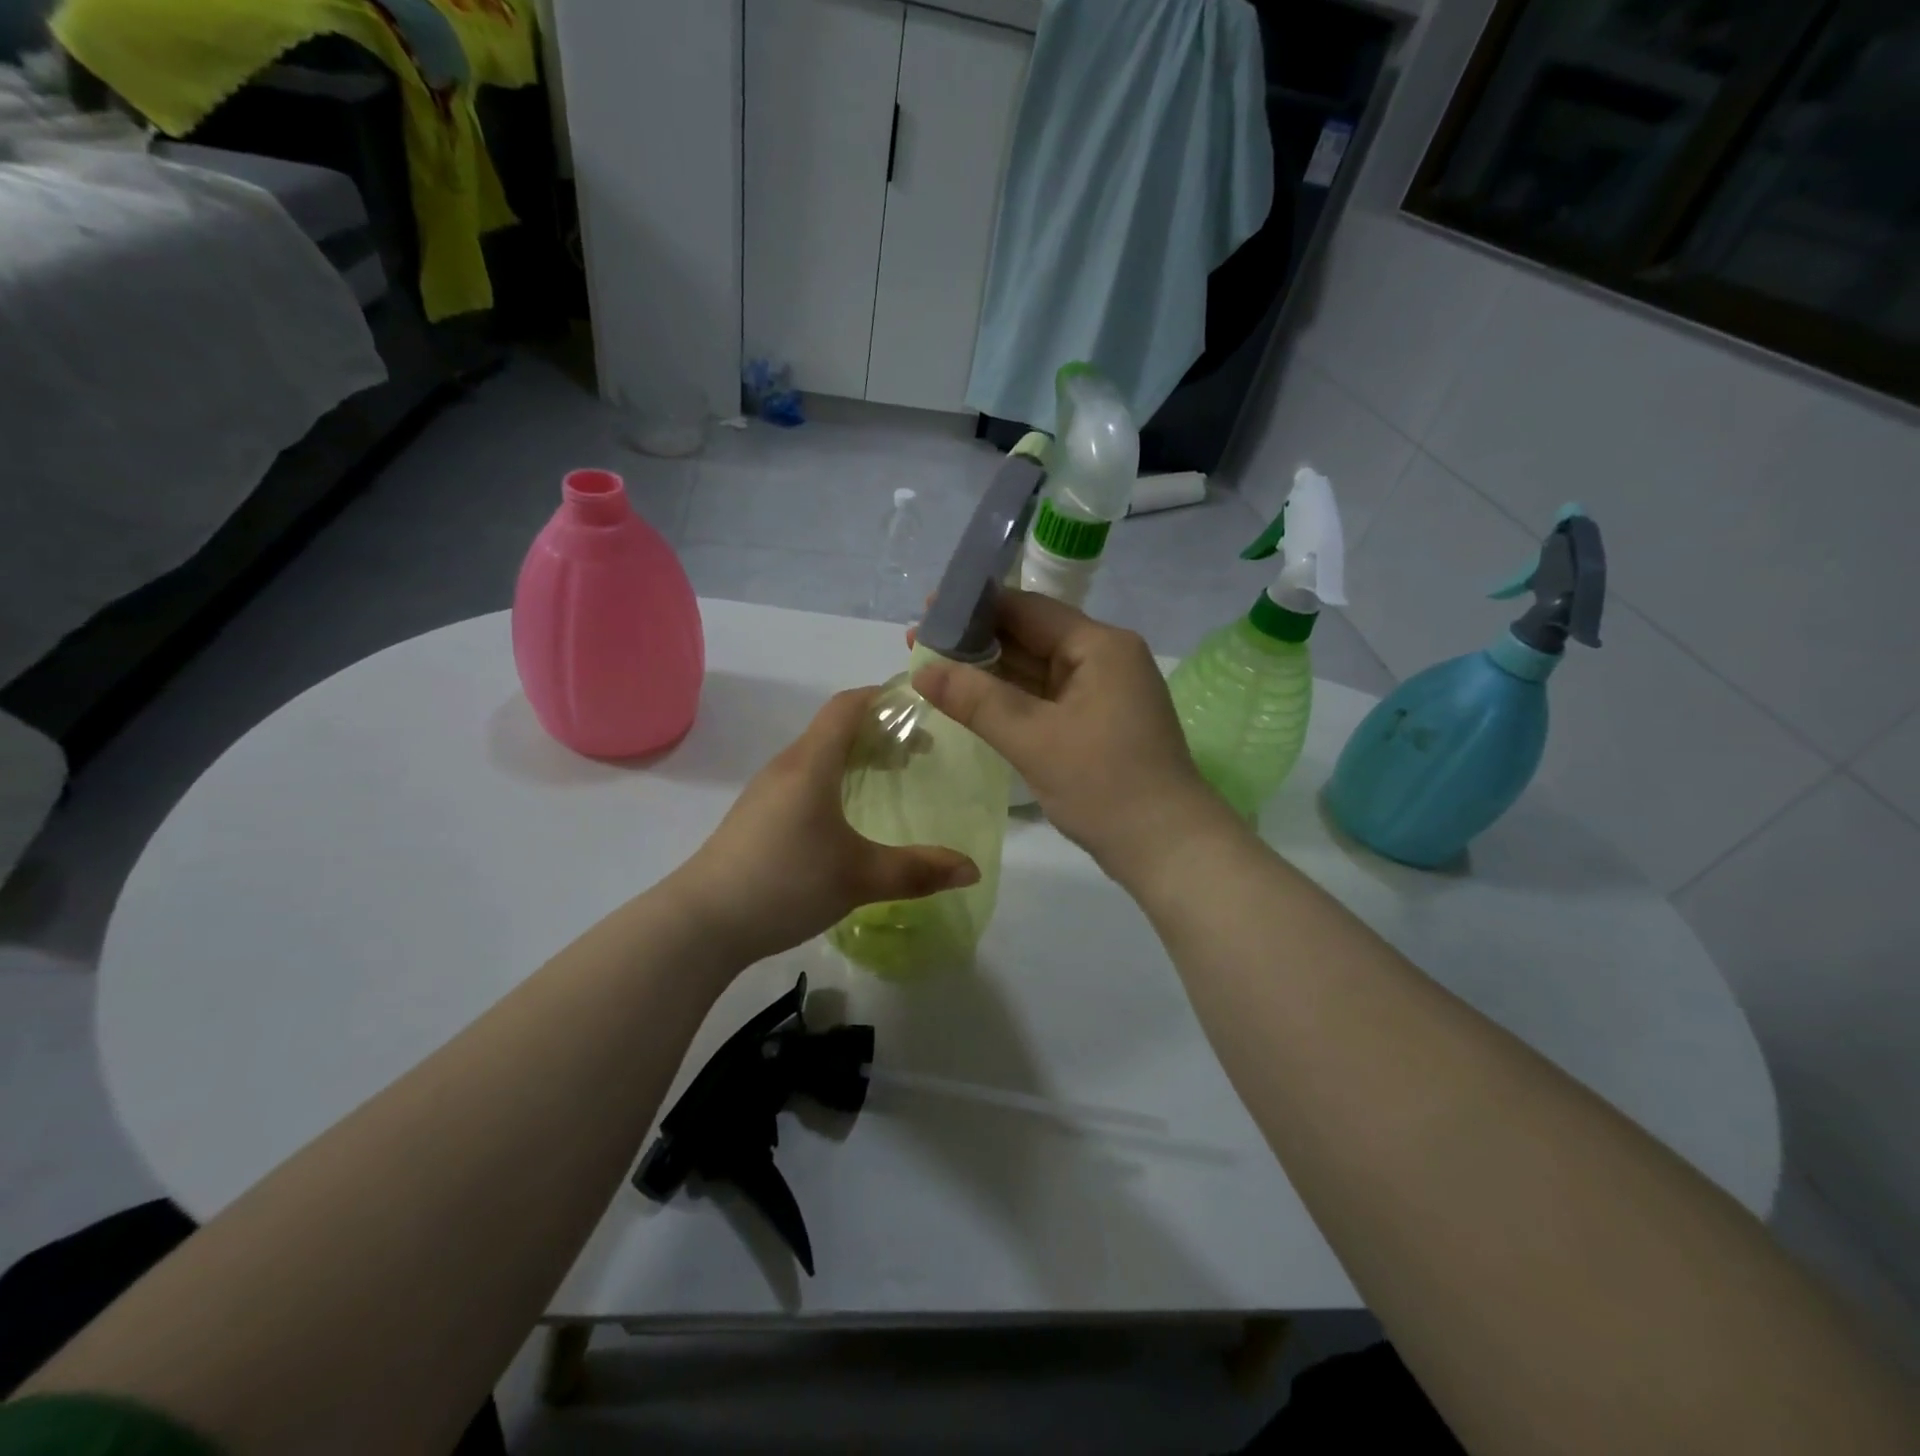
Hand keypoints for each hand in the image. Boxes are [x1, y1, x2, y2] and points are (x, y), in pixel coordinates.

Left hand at [672, 688, 980, 965]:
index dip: (885, 698)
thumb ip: (918, 870)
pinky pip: (806, 779)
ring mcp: (768, 792)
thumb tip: (972, 869)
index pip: (848, 706)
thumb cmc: (784, 883)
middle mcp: (787, 766)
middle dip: (881, 731)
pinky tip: (850, 816)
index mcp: (811, 763)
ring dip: (858, 756)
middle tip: (921, 753)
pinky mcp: (758, 816)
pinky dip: (837, 779)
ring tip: (893, 779)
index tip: (923, 708)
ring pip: (820, 755)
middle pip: (837, 728)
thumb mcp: (860, 877)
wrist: (701, 923)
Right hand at [911, 591, 1235, 885]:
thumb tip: (922, 669)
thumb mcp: (1034, 740)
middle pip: (1032, 637)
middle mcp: (1105, 658)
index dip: (974, 608)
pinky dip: (1012, 698)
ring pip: (1037, 670)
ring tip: (935, 668)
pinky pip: (1047, 698)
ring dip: (991, 671)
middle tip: (919, 643)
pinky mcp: (1098, 722)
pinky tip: (974, 699)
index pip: (1028, 610)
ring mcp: (1103, 692)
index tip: (926, 610)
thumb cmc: (1104, 785)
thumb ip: (976, 700)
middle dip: (977, 641)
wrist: (1167, 848)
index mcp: (1099, 646)